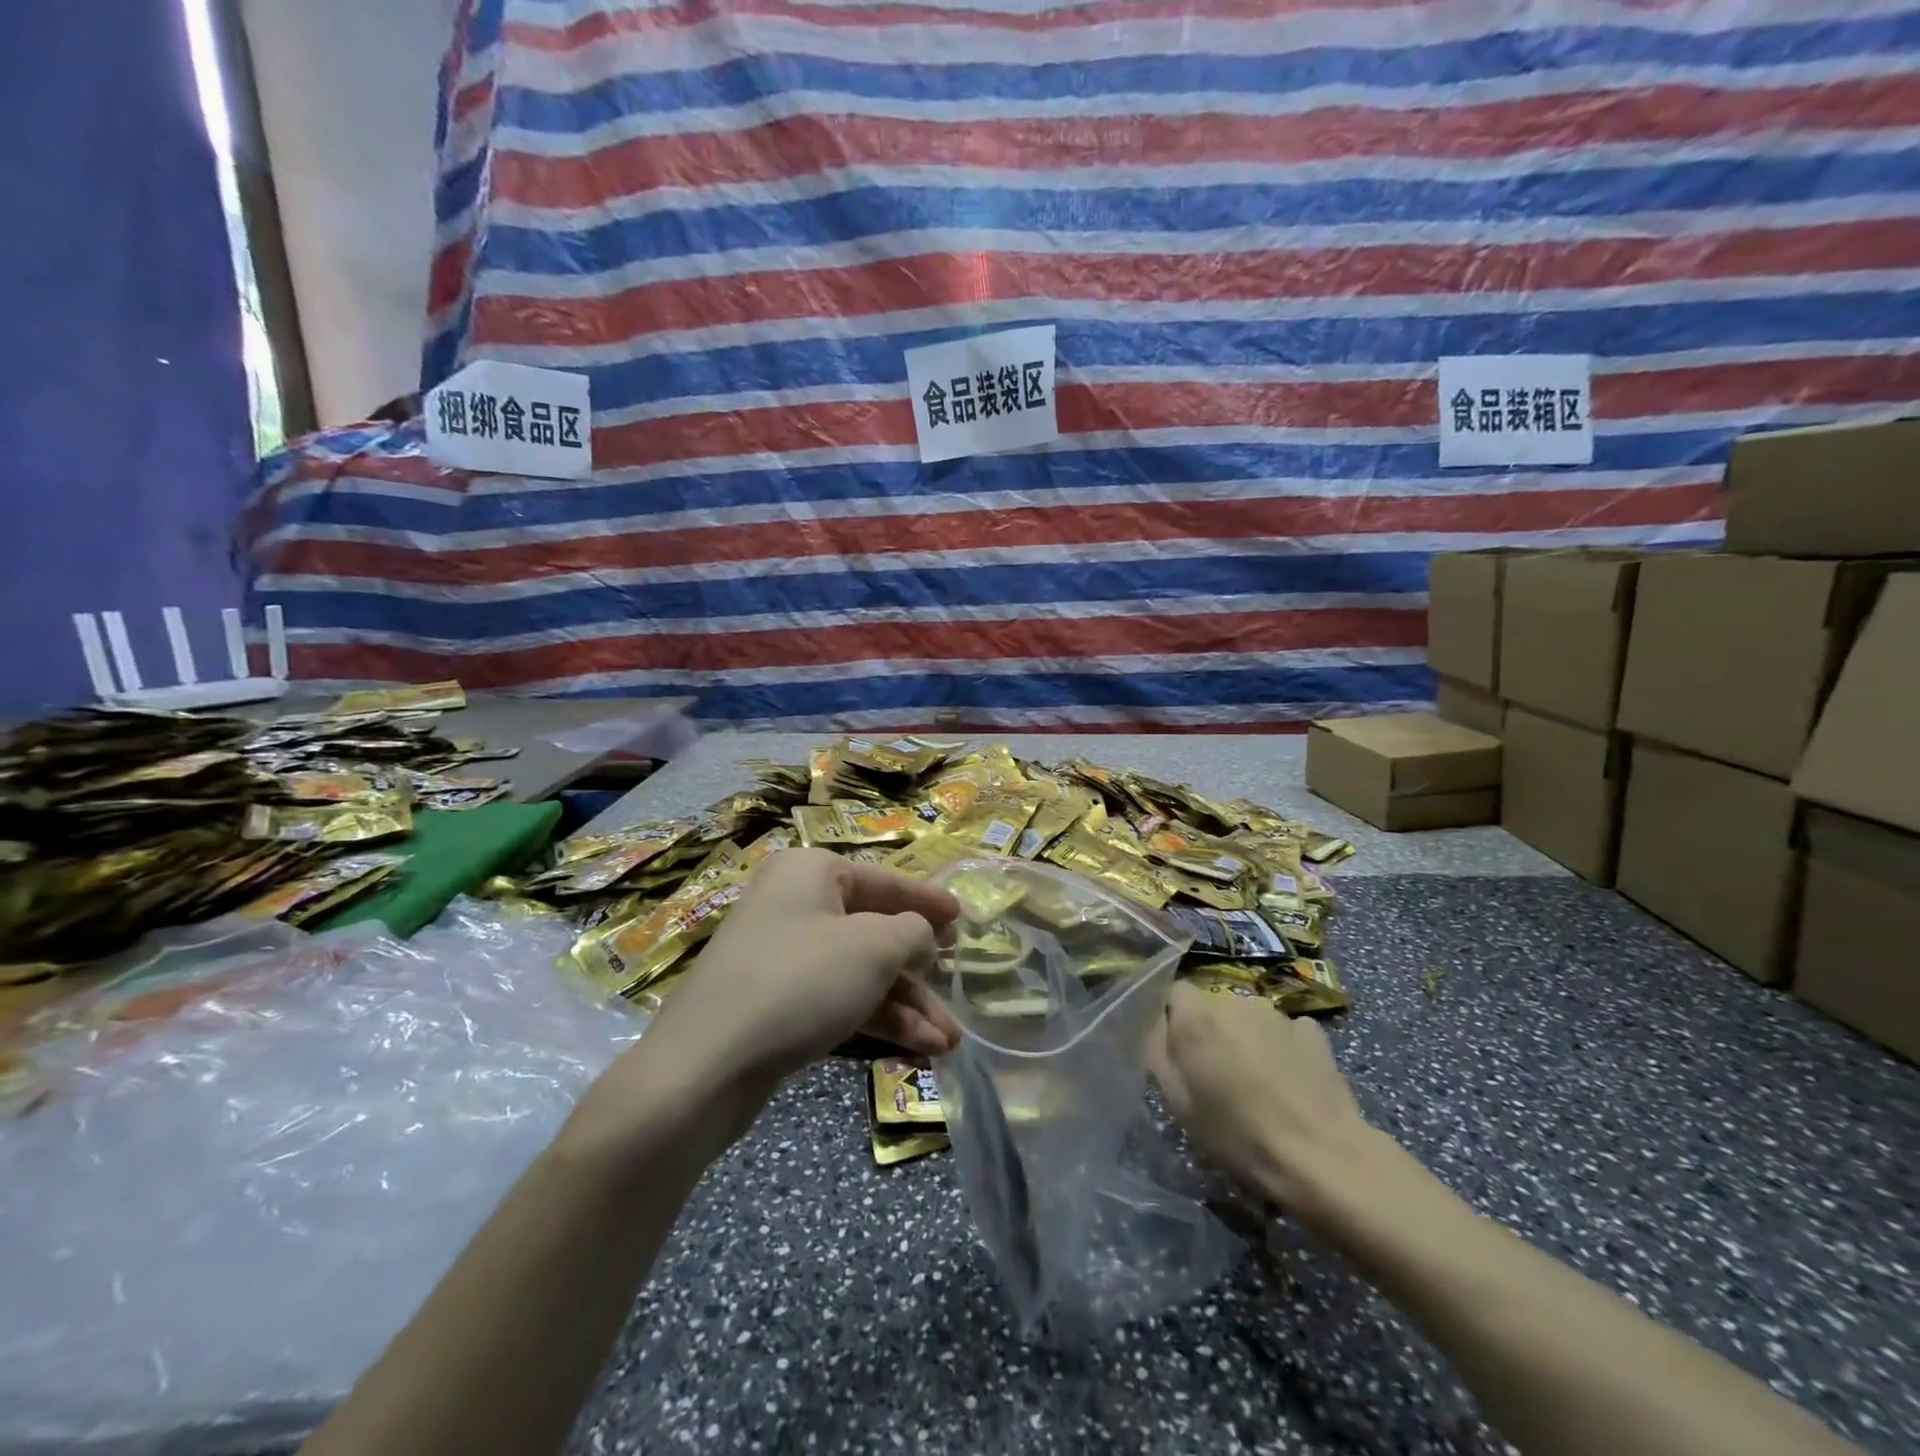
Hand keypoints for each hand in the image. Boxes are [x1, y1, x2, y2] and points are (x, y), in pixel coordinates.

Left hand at [650, 848, 961, 1086]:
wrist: (706, 1065)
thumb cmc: (800, 982)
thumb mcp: (873, 948)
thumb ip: (912, 932)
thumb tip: (921, 935)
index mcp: (811, 872)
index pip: (885, 881)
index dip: (927, 901)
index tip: (962, 917)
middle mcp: (794, 904)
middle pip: (873, 931)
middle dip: (919, 972)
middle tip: (957, 990)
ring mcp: (782, 955)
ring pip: (859, 973)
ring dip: (905, 1005)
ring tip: (948, 1042)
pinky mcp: (776, 1002)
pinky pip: (837, 1000)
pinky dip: (876, 1020)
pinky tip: (918, 1049)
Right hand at [1146, 981, 1377, 1221]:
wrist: (1322, 1157)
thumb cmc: (1238, 1134)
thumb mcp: (1178, 1102)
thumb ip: (1158, 1053)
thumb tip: (1157, 1027)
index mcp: (1196, 1016)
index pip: (1175, 992)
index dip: (1176, 1020)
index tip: (1182, 1052)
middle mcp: (1234, 1001)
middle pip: (1214, 1006)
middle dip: (1213, 1031)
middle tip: (1219, 1075)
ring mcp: (1277, 1013)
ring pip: (1249, 1018)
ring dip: (1247, 1039)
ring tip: (1259, 1084)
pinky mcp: (1313, 1030)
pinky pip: (1285, 1031)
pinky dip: (1282, 1048)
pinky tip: (1290, 1082)